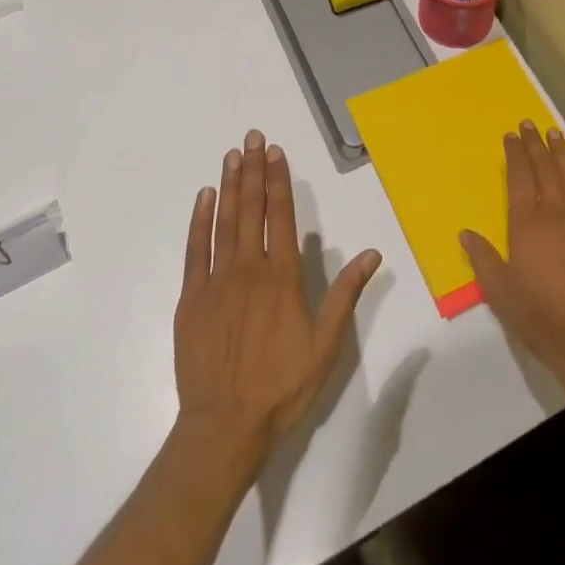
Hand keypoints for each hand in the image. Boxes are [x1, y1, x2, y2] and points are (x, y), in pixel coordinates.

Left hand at [172, 130, 382, 471]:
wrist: (224, 427)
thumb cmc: (281, 386)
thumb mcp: (326, 344)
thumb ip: (346, 294)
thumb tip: (373, 253)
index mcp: (282, 277)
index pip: (282, 216)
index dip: (279, 181)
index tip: (276, 152)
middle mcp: (249, 269)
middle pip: (252, 210)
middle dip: (253, 170)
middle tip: (252, 137)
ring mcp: (216, 282)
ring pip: (224, 222)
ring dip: (229, 186)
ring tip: (232, 155)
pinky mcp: (191, 299)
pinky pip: (195, 251)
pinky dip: (199, 221)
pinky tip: (204, 198)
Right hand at [460, 121, 564, 414]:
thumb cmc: (540, 317)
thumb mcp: (500, 292)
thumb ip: (483, 258)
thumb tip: (466, 232)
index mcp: (527, 225)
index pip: (520, 178)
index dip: (515, 154)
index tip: (511, 135)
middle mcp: (556, 214)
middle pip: (545, 169)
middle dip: (536, 144)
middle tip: (530, 124)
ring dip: (560, 152)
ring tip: (554, 133)